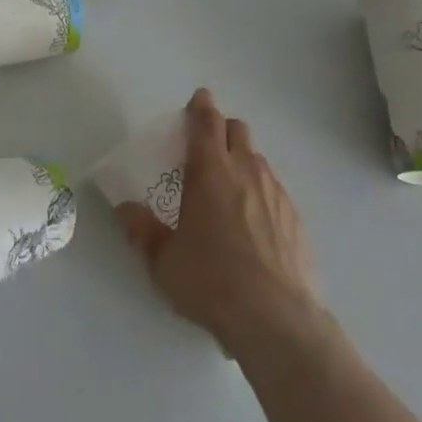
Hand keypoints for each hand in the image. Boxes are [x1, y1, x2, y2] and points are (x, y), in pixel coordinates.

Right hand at [116, 89, 322, 353]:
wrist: (277, 320)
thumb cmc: (212, 281)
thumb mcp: (164, 261)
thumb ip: (143, 230)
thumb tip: (124, 209)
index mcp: (210, 169)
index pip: (207, 120)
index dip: (201, 106)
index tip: (198, 100)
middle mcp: (246, 170)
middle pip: (237, 130)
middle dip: (222, 130)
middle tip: (208, 149)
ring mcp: (277, 193)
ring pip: (258, 160)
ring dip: (243, 163)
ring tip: (231, 192)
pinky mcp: (297, 220)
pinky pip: (277, 192)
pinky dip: (263, 196)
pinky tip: (256, 227)